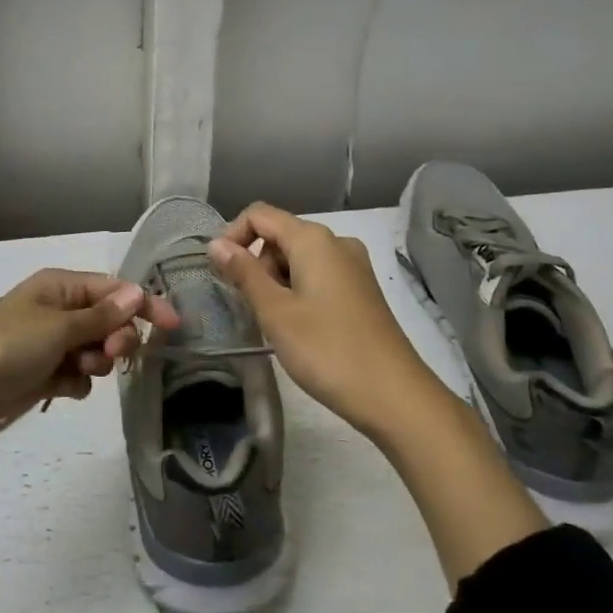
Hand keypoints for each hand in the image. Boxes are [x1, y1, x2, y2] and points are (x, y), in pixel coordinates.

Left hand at [0, 269, 180, 497]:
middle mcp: (58, 309)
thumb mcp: (58, 327)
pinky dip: (75, 382)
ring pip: (94, 350)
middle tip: (111, 357)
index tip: (173, 327)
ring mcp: (49, 342)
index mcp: (60, 286)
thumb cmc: (7, 346)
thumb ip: (101, 316)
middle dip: (115, 339)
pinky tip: (61, 389)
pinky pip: (76, 374)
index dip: (143, 306)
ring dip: (95, 363)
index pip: (114, 289)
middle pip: (107, 320)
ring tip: (78, 372)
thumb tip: (137, 292)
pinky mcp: (41, 372)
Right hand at [211, 202, 545, 580]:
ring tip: (274, 322)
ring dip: (276, 280)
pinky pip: (319, 274)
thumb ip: (244, 274)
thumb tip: (216, 245)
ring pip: (299, 257)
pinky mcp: (362, 290)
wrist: (396, 397)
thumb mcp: (275, 312)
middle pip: (280, 235)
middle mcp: (336, 242)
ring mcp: (354, 266)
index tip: (218, 272)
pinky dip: (298, 290)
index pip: (260, 215)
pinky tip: (299, 326)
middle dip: (256, 262)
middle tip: (249, 306)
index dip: (233, 235)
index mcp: (313, 239)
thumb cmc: (327, 350)